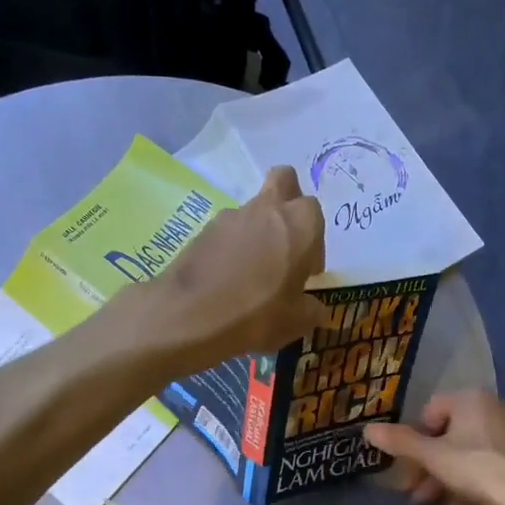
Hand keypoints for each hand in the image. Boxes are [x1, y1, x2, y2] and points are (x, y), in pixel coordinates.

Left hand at [131, 165, 325, 371]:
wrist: (188, 316)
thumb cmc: (256, 315)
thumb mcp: (295, 323)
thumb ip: (311, 310)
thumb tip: (316, 309)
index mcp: (298, 224)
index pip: (315, 213)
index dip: (314, 241)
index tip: (307, 271)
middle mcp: (265, 210)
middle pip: (283, 181)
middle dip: (289, 202)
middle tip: (286, 244)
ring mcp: (229, 217)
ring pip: (252, 210)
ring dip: (257, 232)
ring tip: (251, 275)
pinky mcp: (202, 231)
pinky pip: (226, 233)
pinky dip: (231, 249)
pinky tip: (226, 281)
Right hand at [364, 390, 504, 504]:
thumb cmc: (477, 466)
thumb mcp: (432, 456)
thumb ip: (400, 442)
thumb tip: (366, 429)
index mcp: (469, 399)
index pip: (429, 411)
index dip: (414, 439)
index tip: (408, 465)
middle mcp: (490, 408)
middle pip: (446, 436)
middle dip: (426, 466)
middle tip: (413, 491)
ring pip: (463, 454)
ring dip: (442, 480)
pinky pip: (482, 466)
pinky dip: (465, 485)